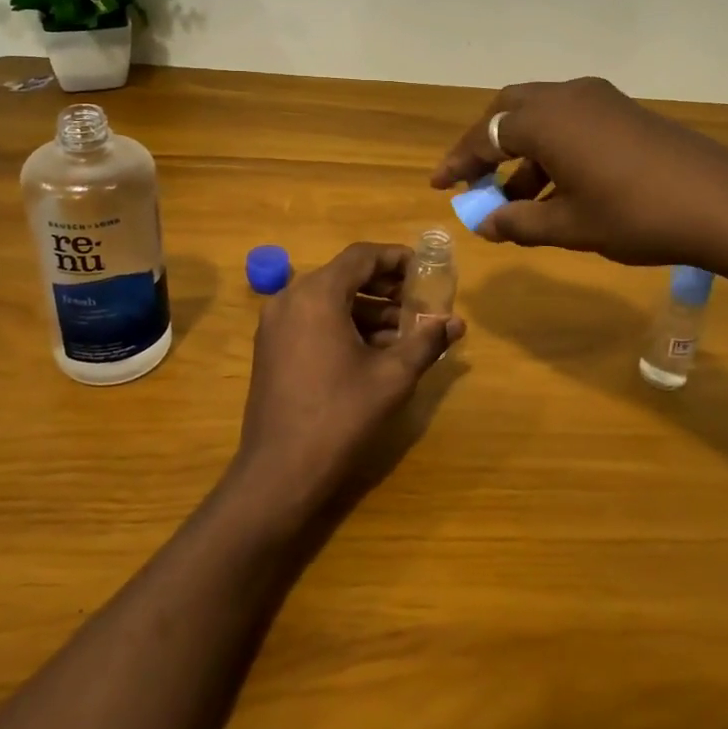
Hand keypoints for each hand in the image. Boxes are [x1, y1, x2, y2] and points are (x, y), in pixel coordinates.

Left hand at [231, 242, 464, 522]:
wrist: (280, 472)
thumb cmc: (340, 416)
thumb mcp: (392, 377)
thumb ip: (426, 341)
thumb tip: (456, 323)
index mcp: (317, 295)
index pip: (362, 256)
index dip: (397, 258)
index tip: (426, 271)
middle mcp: (290, 299)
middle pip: (345, 275)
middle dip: (386, 286)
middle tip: (420, 301)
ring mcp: (275, 324)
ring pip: (329, 300)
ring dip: (368, 308)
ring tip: (406, 331)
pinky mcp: (271, 348)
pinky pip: (313, 320)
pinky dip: (344, 324)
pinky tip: (374, 350)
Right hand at [429, 76, 727, 276]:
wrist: (724, 204)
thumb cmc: (635, 215)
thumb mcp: (569, 226)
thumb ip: (519, 222)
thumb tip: (485, 225)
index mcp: (546, 119)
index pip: (486, 134)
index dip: (459, 162)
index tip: (440, 186)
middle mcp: (567, 96)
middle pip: (510, 112)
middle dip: (487, 145)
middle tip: (473, 180)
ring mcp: (600, 100)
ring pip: (542, 117)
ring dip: (521, 152)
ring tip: (514, 200)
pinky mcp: (624, 111)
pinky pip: (571, 123)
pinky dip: (552, 150)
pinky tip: (555, 190)